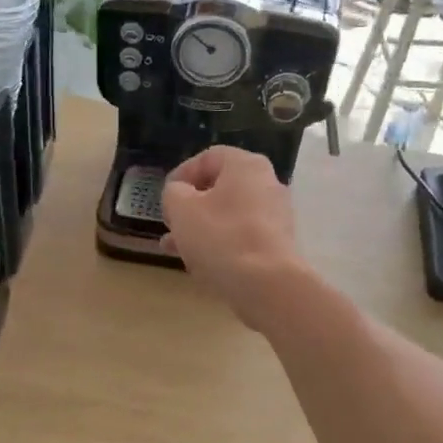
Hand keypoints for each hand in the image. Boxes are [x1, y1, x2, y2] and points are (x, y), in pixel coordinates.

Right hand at [162, 148, 310, 334]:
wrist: (267, 285)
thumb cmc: (221, 237)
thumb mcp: (182, 209)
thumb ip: (173, 193)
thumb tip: (179, 194)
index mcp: (246, 166)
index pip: (208, 157)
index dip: (181, 174)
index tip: (165, 197)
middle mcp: (266, 184)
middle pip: (220, 188)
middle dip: (190, 206)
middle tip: (170, 223)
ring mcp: (276, 216)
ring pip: (228, 215)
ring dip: (200, 228)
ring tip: (173, 248)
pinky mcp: (277, 244)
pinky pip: (241, 236)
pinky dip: (219, 243)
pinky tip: (198, 262)